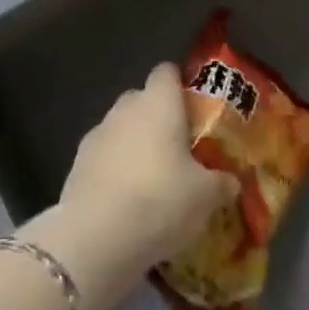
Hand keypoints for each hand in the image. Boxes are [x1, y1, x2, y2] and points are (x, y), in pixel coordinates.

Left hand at [30, 63, 237, 309]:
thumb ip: (221, 183)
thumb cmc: (160, 200)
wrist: (95, 237)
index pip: (167, 72)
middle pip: (142, 99)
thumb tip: (231, 181)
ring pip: (121, 128)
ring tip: (152, 180)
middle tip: (179, 148)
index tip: (194, 107)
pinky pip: (103, 157)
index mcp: (159, 102)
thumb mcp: (205, 197)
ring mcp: (97, 134)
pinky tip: (126, 200)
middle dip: (158, 118)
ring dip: (134, 145)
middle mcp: (126, 109)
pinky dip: (114, 170)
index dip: (180, 84)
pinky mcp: (77, 164)